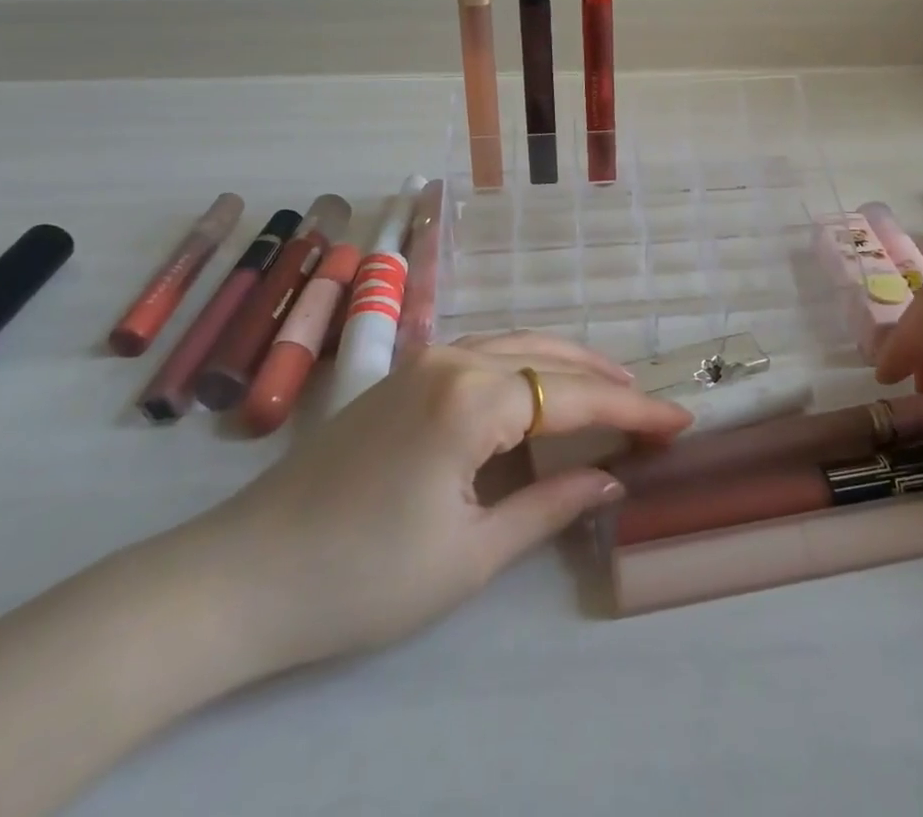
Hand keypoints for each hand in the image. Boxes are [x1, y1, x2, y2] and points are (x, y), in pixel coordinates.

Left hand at [207, 332, 692, 671]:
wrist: (241, 576)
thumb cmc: (362, 577)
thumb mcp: (470, 554)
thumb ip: (549, 507)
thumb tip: (611, 478)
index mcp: (472, 398)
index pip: (573, 398)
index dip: (632, 411)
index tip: (681, 422)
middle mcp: (451, 358)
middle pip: (548, 357)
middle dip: (604, 381)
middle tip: (650, 408)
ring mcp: (422, 360)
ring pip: (516, 345)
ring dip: (565, 366)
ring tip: (609, 391)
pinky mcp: (401, 375)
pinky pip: (484, 354)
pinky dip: (526, 366)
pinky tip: (539, 391)